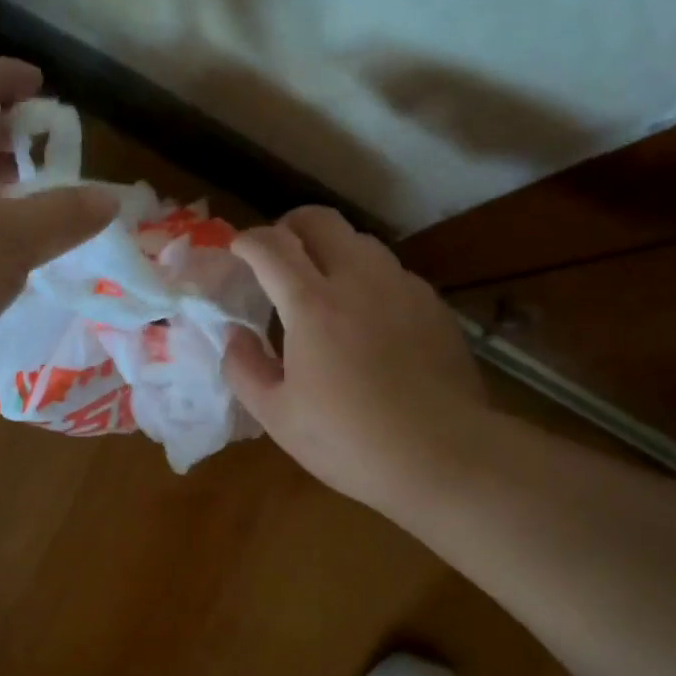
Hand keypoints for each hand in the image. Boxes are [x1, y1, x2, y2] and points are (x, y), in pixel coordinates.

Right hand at [223, 207, 488, 517]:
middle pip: (321, 220)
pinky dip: (368, 280)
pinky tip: (368, 318)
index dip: (247, 241)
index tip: (237, 250)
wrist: (441, 455)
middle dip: (290, 226)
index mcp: (312, 305)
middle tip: (277, 255)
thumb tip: (234, 335)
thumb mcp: (277, 416)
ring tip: (323, 286)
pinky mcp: (433, 305)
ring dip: (332, 250)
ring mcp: (402, 288)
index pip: (272, 247)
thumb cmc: (348, 440)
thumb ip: (244, 368)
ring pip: (361, 241)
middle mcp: (359, 280)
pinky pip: (392, 273)